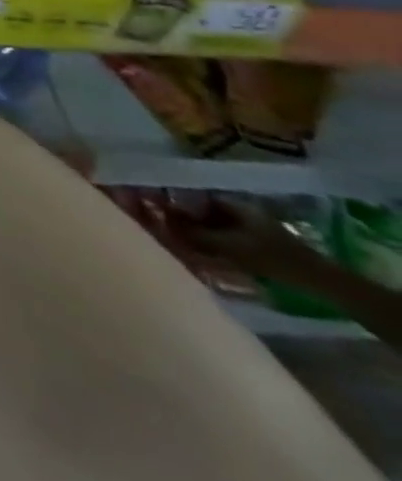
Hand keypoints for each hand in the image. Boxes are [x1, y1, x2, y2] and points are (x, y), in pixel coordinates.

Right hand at [176, 200, 316, 276]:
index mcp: (234, 204)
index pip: (194, 196)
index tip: (158, 210)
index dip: (175, 201)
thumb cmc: (275, 258)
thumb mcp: (232, 247)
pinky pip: (225, 239)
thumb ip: (196, 234)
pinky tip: (205, 255)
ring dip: (198, 233)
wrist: (324, 284)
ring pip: (214, 226)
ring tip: (182, 243)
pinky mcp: (258, 245)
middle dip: (185, 220)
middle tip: (167, 229)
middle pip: (203, 211)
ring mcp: (251, 228)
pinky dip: (213, 244)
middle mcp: (240, 211)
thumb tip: (162, 222)